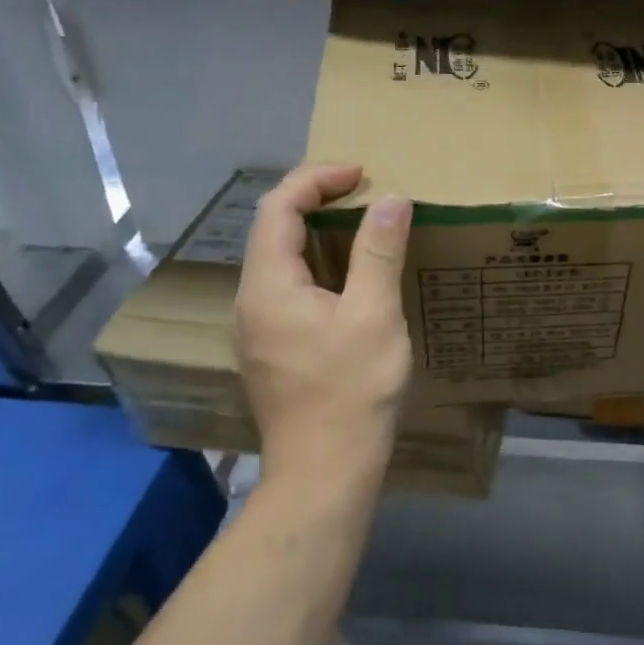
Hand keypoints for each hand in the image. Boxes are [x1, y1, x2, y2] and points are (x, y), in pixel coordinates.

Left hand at [236, 164, 412, 485]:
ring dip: (317, 233)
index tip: (361, 174)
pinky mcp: (272, 350)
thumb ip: (379, 252)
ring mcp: (258, 329)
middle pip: (272, 230)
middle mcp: (251, 301)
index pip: (277, 208)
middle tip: (365, 194)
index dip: (316, 180)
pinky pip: (289, 288)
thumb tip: (391, 199)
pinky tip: (351, 280)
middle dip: (315, 200)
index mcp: (268, 285)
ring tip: (364, 228)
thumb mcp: (374, 315)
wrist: (324, 470)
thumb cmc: (351, 389)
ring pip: (280, 261)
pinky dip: (318, 265)